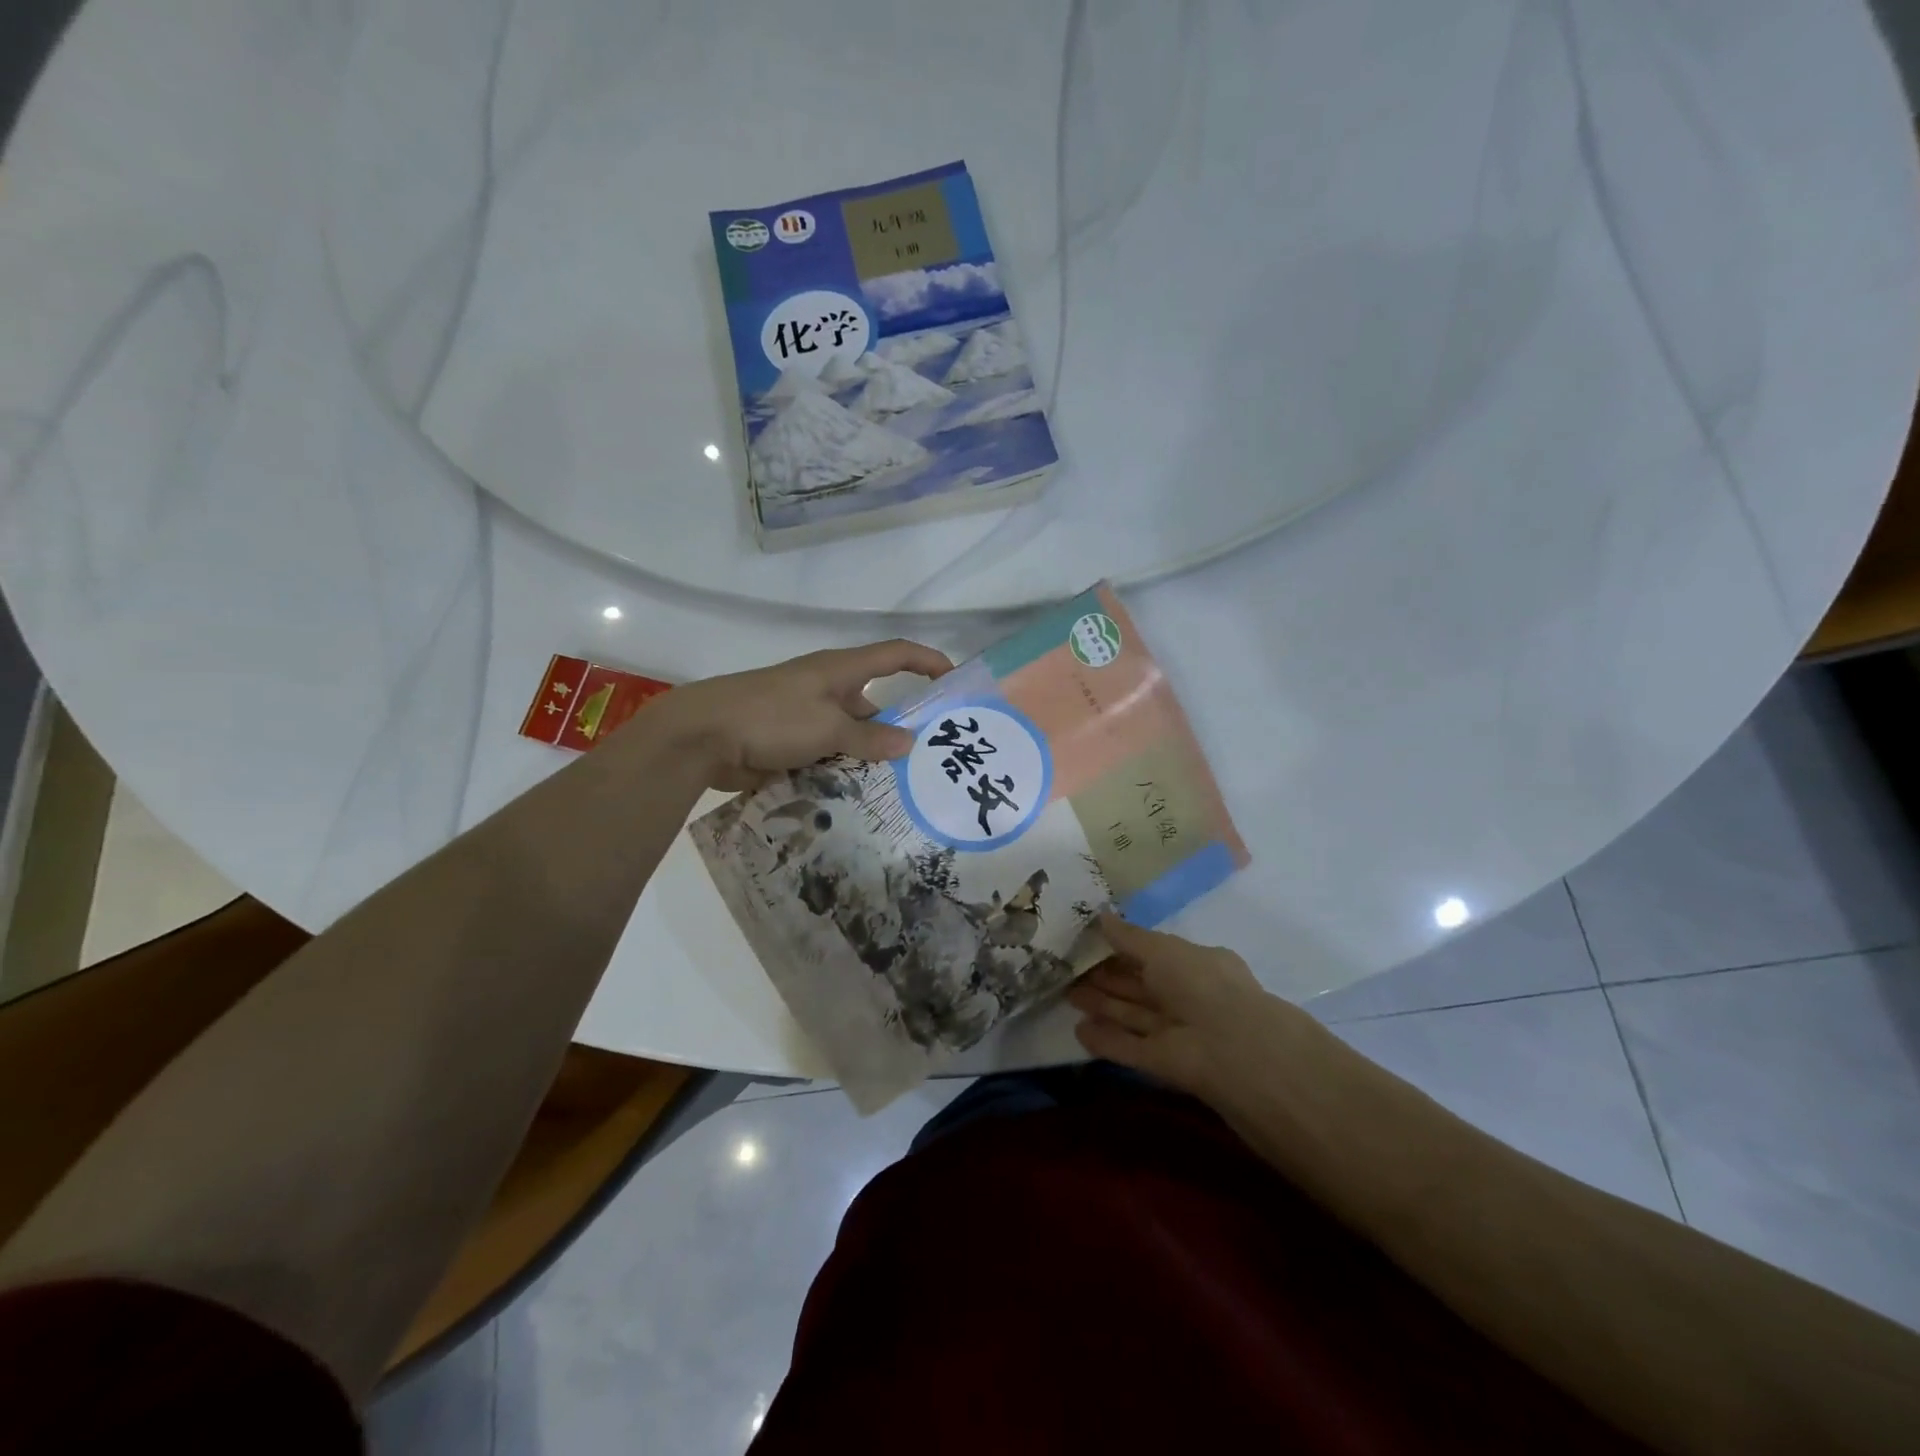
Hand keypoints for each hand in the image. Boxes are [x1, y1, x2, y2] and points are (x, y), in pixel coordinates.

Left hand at [659, 640, 952, 790]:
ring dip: (868, 757)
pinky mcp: (788, 741)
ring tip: (898, 788)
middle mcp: (827, 688)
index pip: (895, 654)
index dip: (927, 661)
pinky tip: (858, 798)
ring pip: (851, 735)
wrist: (702, 736)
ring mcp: (805, 716)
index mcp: (840, 670)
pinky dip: (842, 771)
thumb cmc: (772, 717)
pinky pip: (827, 754)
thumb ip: (870, 736)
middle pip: (875, 703)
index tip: (954, 681)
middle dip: (899, 727)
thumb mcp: (829, 727)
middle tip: (928, 760)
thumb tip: (910, 742)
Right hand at [1068, 915, 1312, 1109]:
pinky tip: (1079, 1031)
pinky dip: (1106, 1040)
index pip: (1155, 955)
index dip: (1123, 948)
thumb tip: (1102, 916)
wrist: (1233, 1049)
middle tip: (1070, 969)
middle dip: (1108, 978)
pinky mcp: (1165, 1064)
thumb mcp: (1162, 949)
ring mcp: (1177, 1032)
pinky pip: (1130, 1048)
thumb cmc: (1200, 983)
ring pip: (1133, 1015)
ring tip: (1066, 995)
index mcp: (1196, 965)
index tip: (1090, 941)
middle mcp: (1188, 997)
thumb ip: (1130, 937)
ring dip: (1103, 1006)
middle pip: (1141, 986)